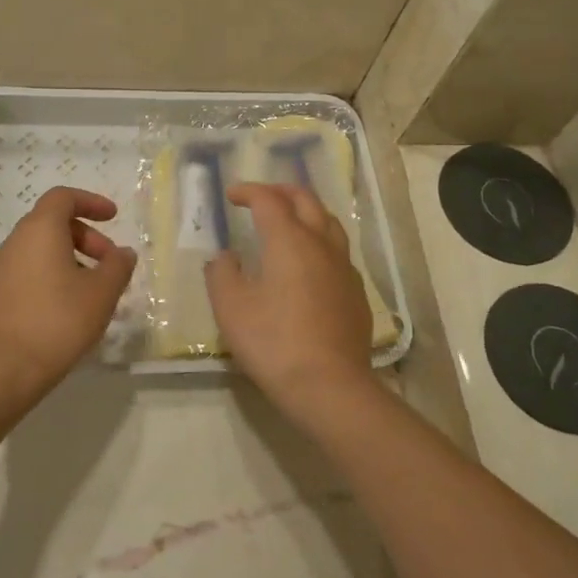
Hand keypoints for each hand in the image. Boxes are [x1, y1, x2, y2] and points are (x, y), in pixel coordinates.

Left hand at [0, 187, 135, 399]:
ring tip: (88, 295)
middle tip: (108, 265)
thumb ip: (117, 267)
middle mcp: (13, 244)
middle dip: (85, 238)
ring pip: (36, 253)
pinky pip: (23, 277)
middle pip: (51, 225)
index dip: (90, 202)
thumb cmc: (57, 323)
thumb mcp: (101, 294)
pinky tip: (59, 315)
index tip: (113, 217)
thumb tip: (123, 253)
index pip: (63, 197)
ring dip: (66, 262)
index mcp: (39, 232)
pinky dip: (46, 282)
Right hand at [204, 183, 372, 424]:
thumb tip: (226, 257)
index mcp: (289, 240)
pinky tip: (309, 262)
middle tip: (260, 197)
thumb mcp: (231, 308)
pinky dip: (319, 240)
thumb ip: (222, 274)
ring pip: (328, 222)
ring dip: (306, 211)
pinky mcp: (355, 292)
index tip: (231, 195)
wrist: (330, 386)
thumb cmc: (274, 342)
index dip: (248, 191)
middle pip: (306, 200)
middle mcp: (321, 244)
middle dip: (281, 191)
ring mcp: (344, 267)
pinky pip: (338, 250)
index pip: (269, 200)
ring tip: (288, 220)